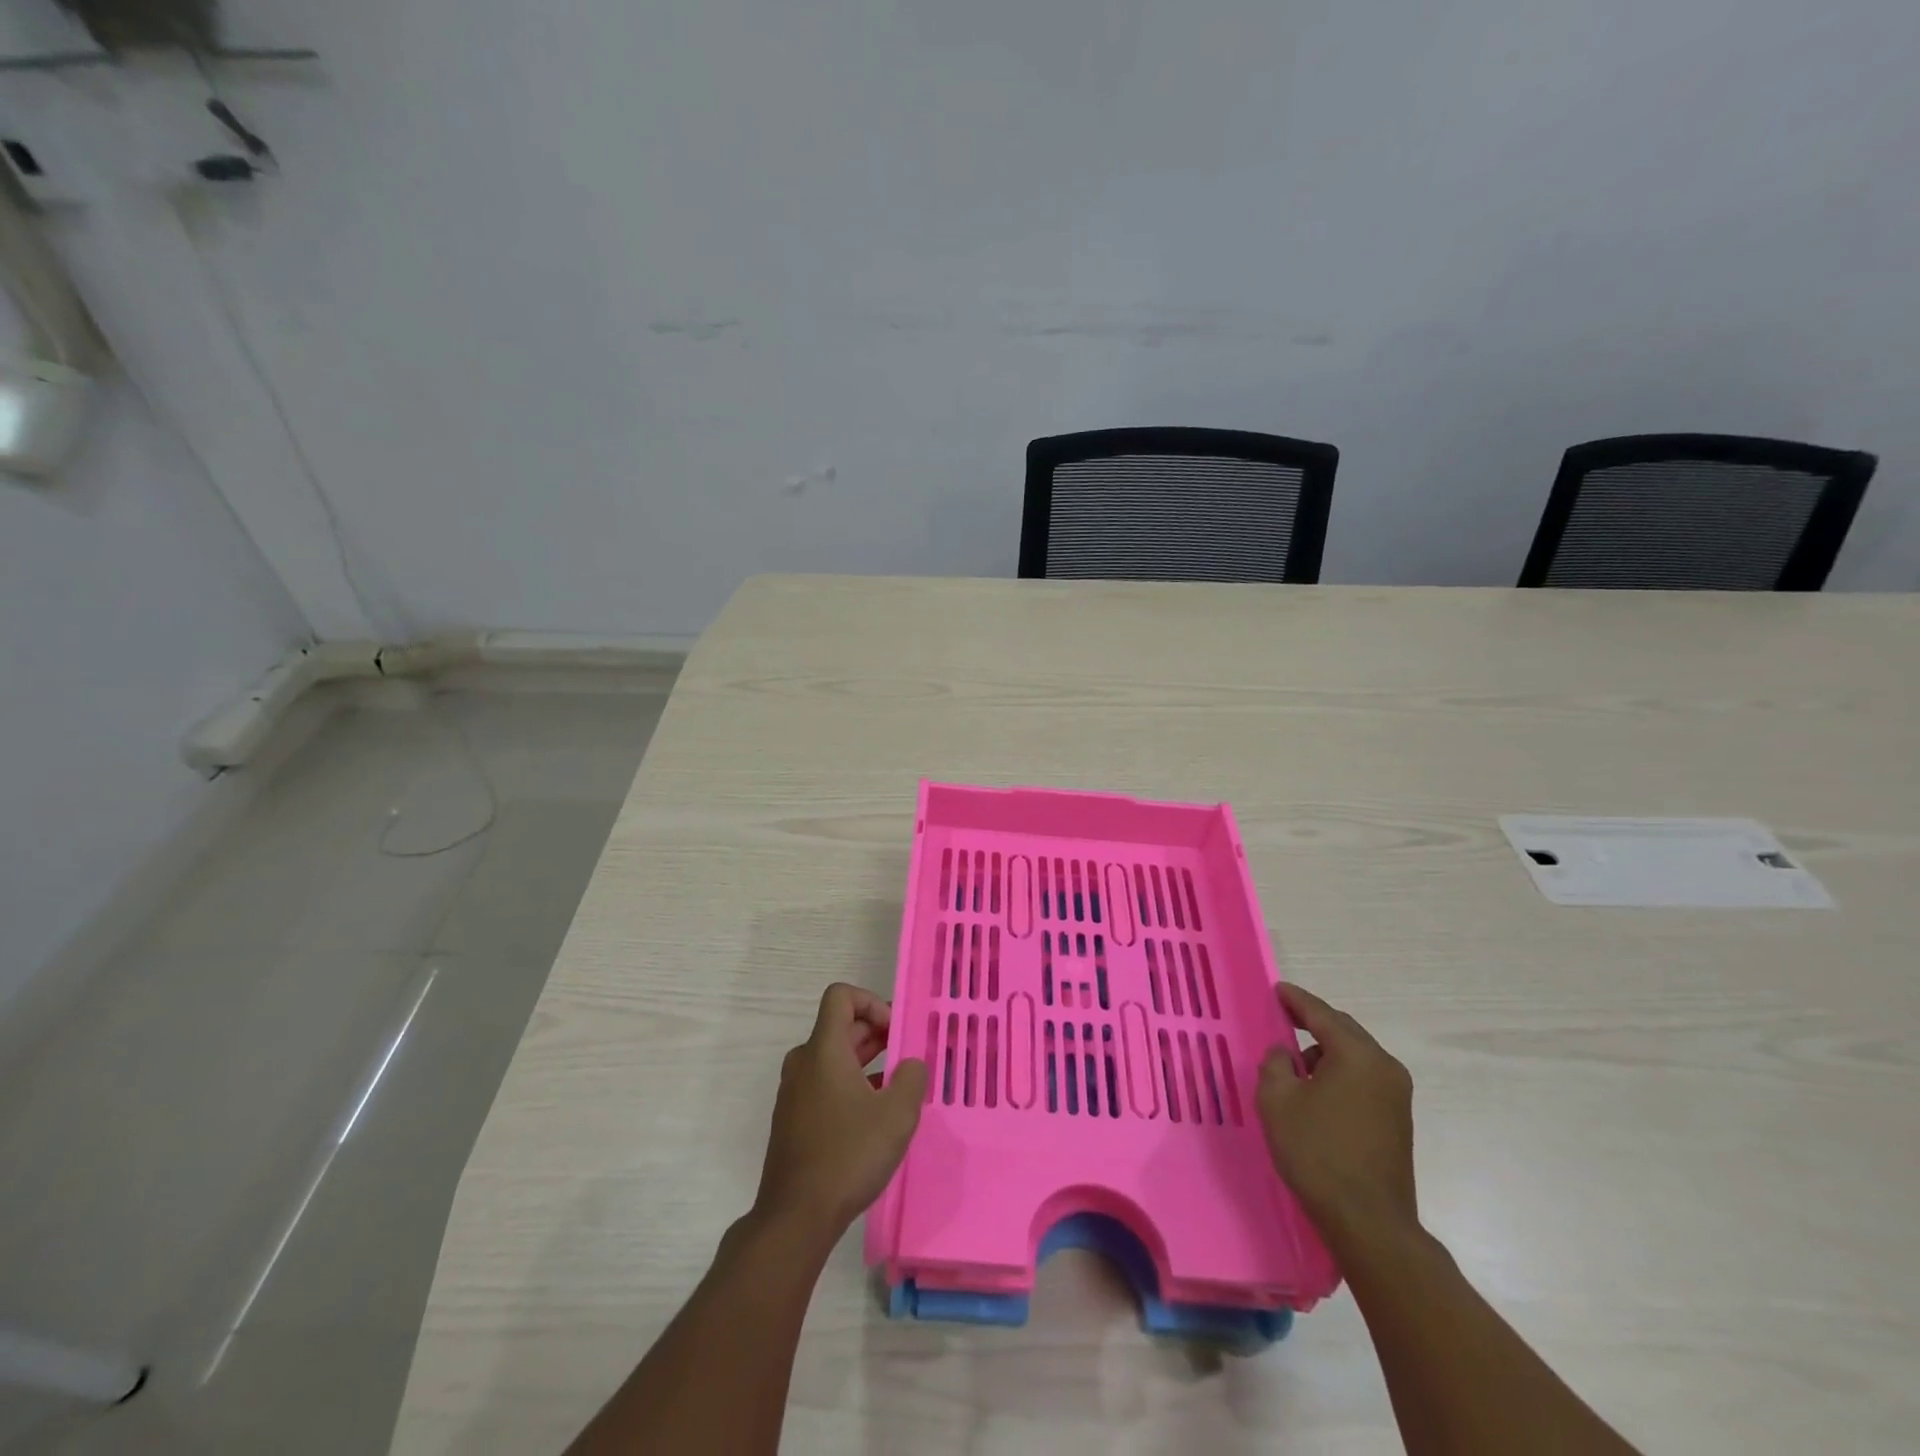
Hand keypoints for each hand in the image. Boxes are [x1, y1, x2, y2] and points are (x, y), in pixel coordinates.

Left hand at [753, 984, 928, 1242]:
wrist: (796, 1217)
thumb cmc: (848, 1155)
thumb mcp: (897, 1115)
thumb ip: (912, 1078)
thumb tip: (911, 1065)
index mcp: (823, 1049)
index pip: (841, 996)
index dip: (871, 1002)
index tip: (895, 1031)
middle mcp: (804, 1062)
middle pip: (840, 1027)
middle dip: (877, 1034)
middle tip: (908, 1057)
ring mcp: (794, 1091)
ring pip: (834, 1058)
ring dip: (867, 1062)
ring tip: (897, 1087)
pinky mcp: (793, 1118)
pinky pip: (825, 1084)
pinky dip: (851, 1085)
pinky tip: (874, 1116)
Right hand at [1257, 982, 1417, 1239]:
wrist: (1368, 1223)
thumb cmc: (1317, 1153)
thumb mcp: (1277, 1100)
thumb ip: (1275, 1064)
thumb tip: (1285, 1054)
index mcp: (1358, 1056)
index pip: (1322, 1014)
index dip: (1296, 1000)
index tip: (1277, 990)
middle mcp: (1385, 1068)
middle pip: (1344, 1031)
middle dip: (1313, 1023)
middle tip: (1283, 1019)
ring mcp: (1396, 1096)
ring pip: (1355, 1056)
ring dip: (1325, 1052)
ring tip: (1295, 1067)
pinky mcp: (1397, 1120)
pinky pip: (1363, 1079)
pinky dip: (1339, 1074)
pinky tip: (1317, 1092)